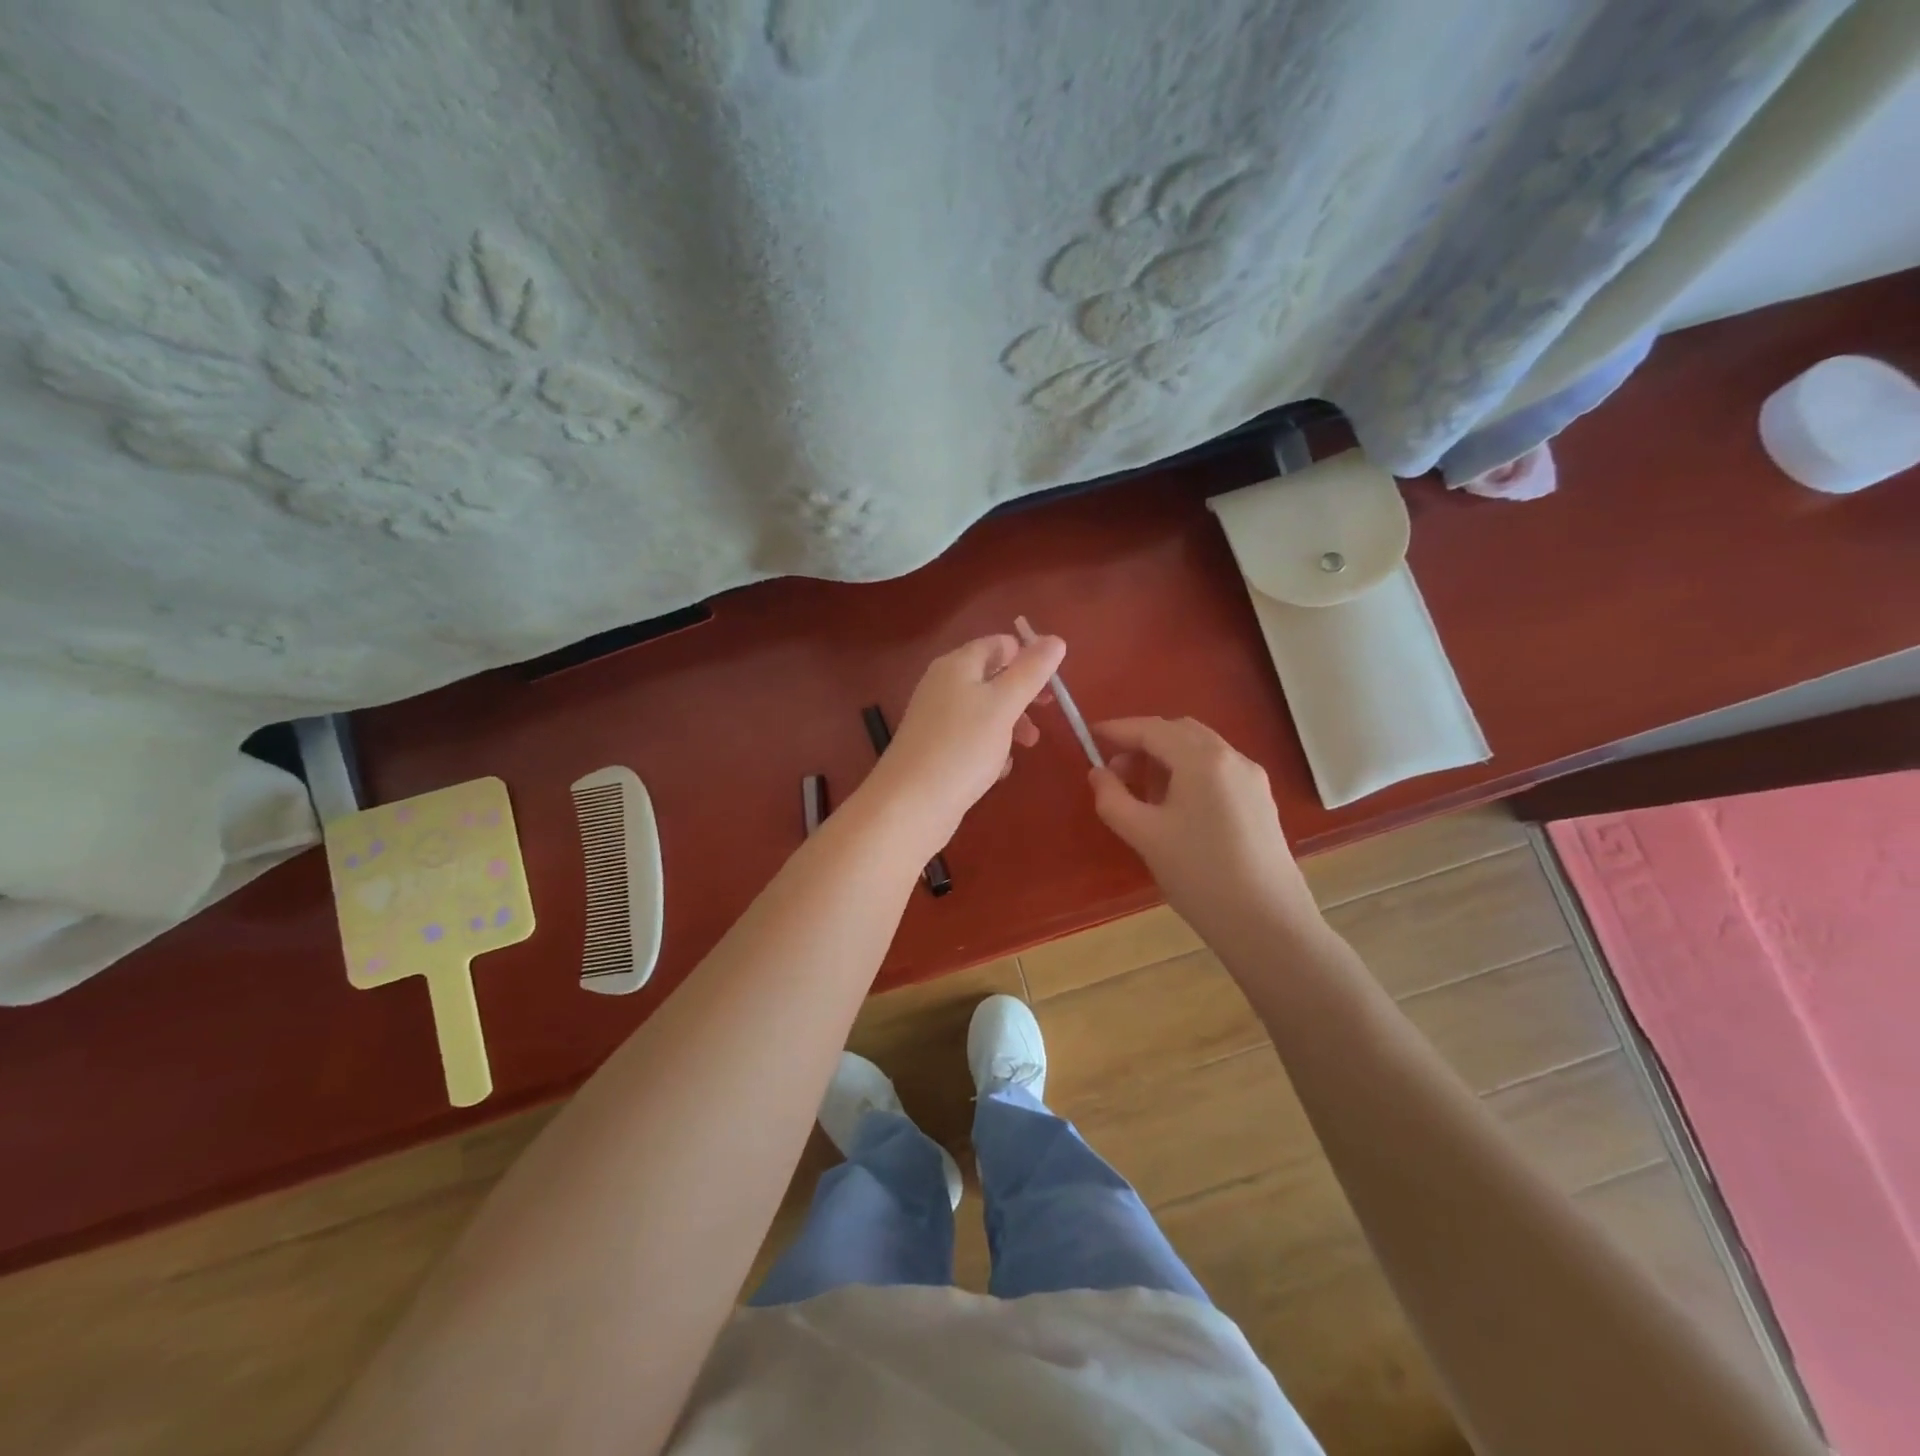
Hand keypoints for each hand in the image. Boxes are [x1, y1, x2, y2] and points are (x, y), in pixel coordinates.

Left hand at [864, 633, 1065, 847]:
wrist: (910, 804)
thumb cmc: (962, 746)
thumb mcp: (1004, 705)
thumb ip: (1031, 671)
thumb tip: (1055, 639)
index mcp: (957, 665)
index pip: (998, 644)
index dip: (1028, 656)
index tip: (1053, 682)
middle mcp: (943, 685)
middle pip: (992, 678)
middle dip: (1022, 695)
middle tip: (1047, 713)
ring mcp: (937, 718)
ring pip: (984, 711)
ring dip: (1011, 724)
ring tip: (1026, 747)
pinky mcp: (935, 749)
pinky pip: (971, 739)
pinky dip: (990, 749)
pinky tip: (998, 771)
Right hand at [1089, 717, 1319, 938]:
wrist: (1267, 923)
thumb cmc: (1199, 875)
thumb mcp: (1144, 836)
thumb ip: (1112, 798)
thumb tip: (1098, 773)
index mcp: (1203, 760)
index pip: (1152, 729)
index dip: (1118, 730)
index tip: (1090, 736)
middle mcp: (1232, 758)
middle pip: (1179, 732)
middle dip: (1143, 742)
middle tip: (1114, 770)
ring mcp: (1252, 778)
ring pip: (1201, 749)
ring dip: (1166, 757)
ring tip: (1141, 791)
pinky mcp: (1260, 800)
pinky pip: (1217, 770)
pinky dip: (1189, 772)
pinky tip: (1175, 806)